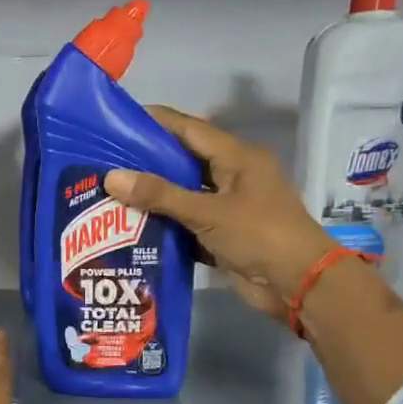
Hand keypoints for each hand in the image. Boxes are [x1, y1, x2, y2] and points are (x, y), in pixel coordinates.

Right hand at [105, 106, 337, 318]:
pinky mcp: (222, 236)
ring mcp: (228, 208)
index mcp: (238, 158)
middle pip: (184, 162)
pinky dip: (164, 225)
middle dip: (147, 161)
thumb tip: (112, 177)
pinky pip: (186, 224)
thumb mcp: (207, 212)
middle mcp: (233, 177)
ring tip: (111, 193)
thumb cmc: (259, 235)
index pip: (190, 130)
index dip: (157, 122)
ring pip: (183, 195)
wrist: (296, 283)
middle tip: (106, 160)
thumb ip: (160, 195)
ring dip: (153, 196)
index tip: (120, 120)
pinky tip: (131, 227)